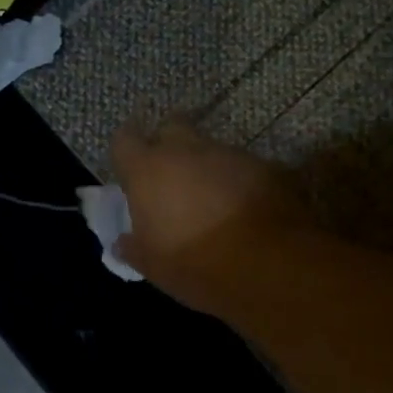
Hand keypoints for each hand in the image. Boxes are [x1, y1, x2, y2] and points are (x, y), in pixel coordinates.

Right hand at [110, 119, 305, 304]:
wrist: (269, 266)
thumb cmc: (194, 264)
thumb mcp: (152, 265)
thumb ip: (133, 247)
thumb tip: (123, 243)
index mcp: (148, 170)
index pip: (124, 140)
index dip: (126, 151)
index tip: (129, 168)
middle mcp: (185, 150)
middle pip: (171, 127)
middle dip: (169, 144)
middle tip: (171, 174)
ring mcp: (228, 154)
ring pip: (210, 149)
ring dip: (206, 166)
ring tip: (212, 198)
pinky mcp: (265, 166)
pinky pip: (243, 167)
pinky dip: (238, 180)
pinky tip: (244, 208)